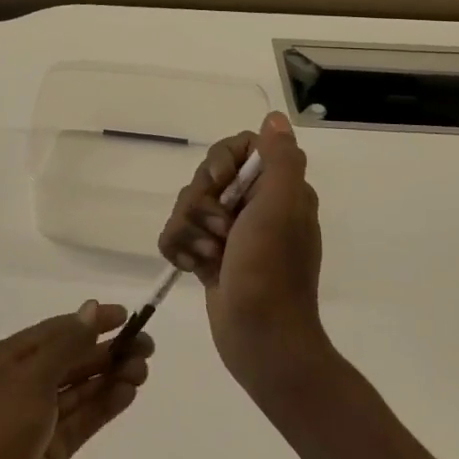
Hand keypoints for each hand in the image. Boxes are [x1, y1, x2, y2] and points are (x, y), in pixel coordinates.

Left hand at [0, 302, 152, 458]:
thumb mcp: (31, 380)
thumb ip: (66, 345)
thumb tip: (91, 308)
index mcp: (8, 359)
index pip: (56, 331)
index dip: (91, 322)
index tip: (127, 316)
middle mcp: (23, 383)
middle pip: (71, 359)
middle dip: (107, 352)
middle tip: (147, 348)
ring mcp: (38, 418)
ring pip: (80, 389)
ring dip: (110, 377)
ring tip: (143, 370)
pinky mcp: (51, 449)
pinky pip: (82, 419)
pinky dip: (104, 405)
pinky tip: (128, 394)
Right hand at [158, 111, 328, 386]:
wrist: (261, 340)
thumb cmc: (271, 271)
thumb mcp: (281, 208)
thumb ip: (280, 159)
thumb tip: (275, 118)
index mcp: (277, 190)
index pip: (239, 148)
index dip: (221, 162)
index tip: (221, 185)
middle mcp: (255, 206)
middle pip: (206, 177)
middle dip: (201, 204)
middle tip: (220, 232)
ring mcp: (230, 234)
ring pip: (186, 206)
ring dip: (190, 231)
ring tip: (207, 258)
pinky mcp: (208, 257)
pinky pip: (177, 234)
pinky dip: (178, 249)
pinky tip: (190, 268)